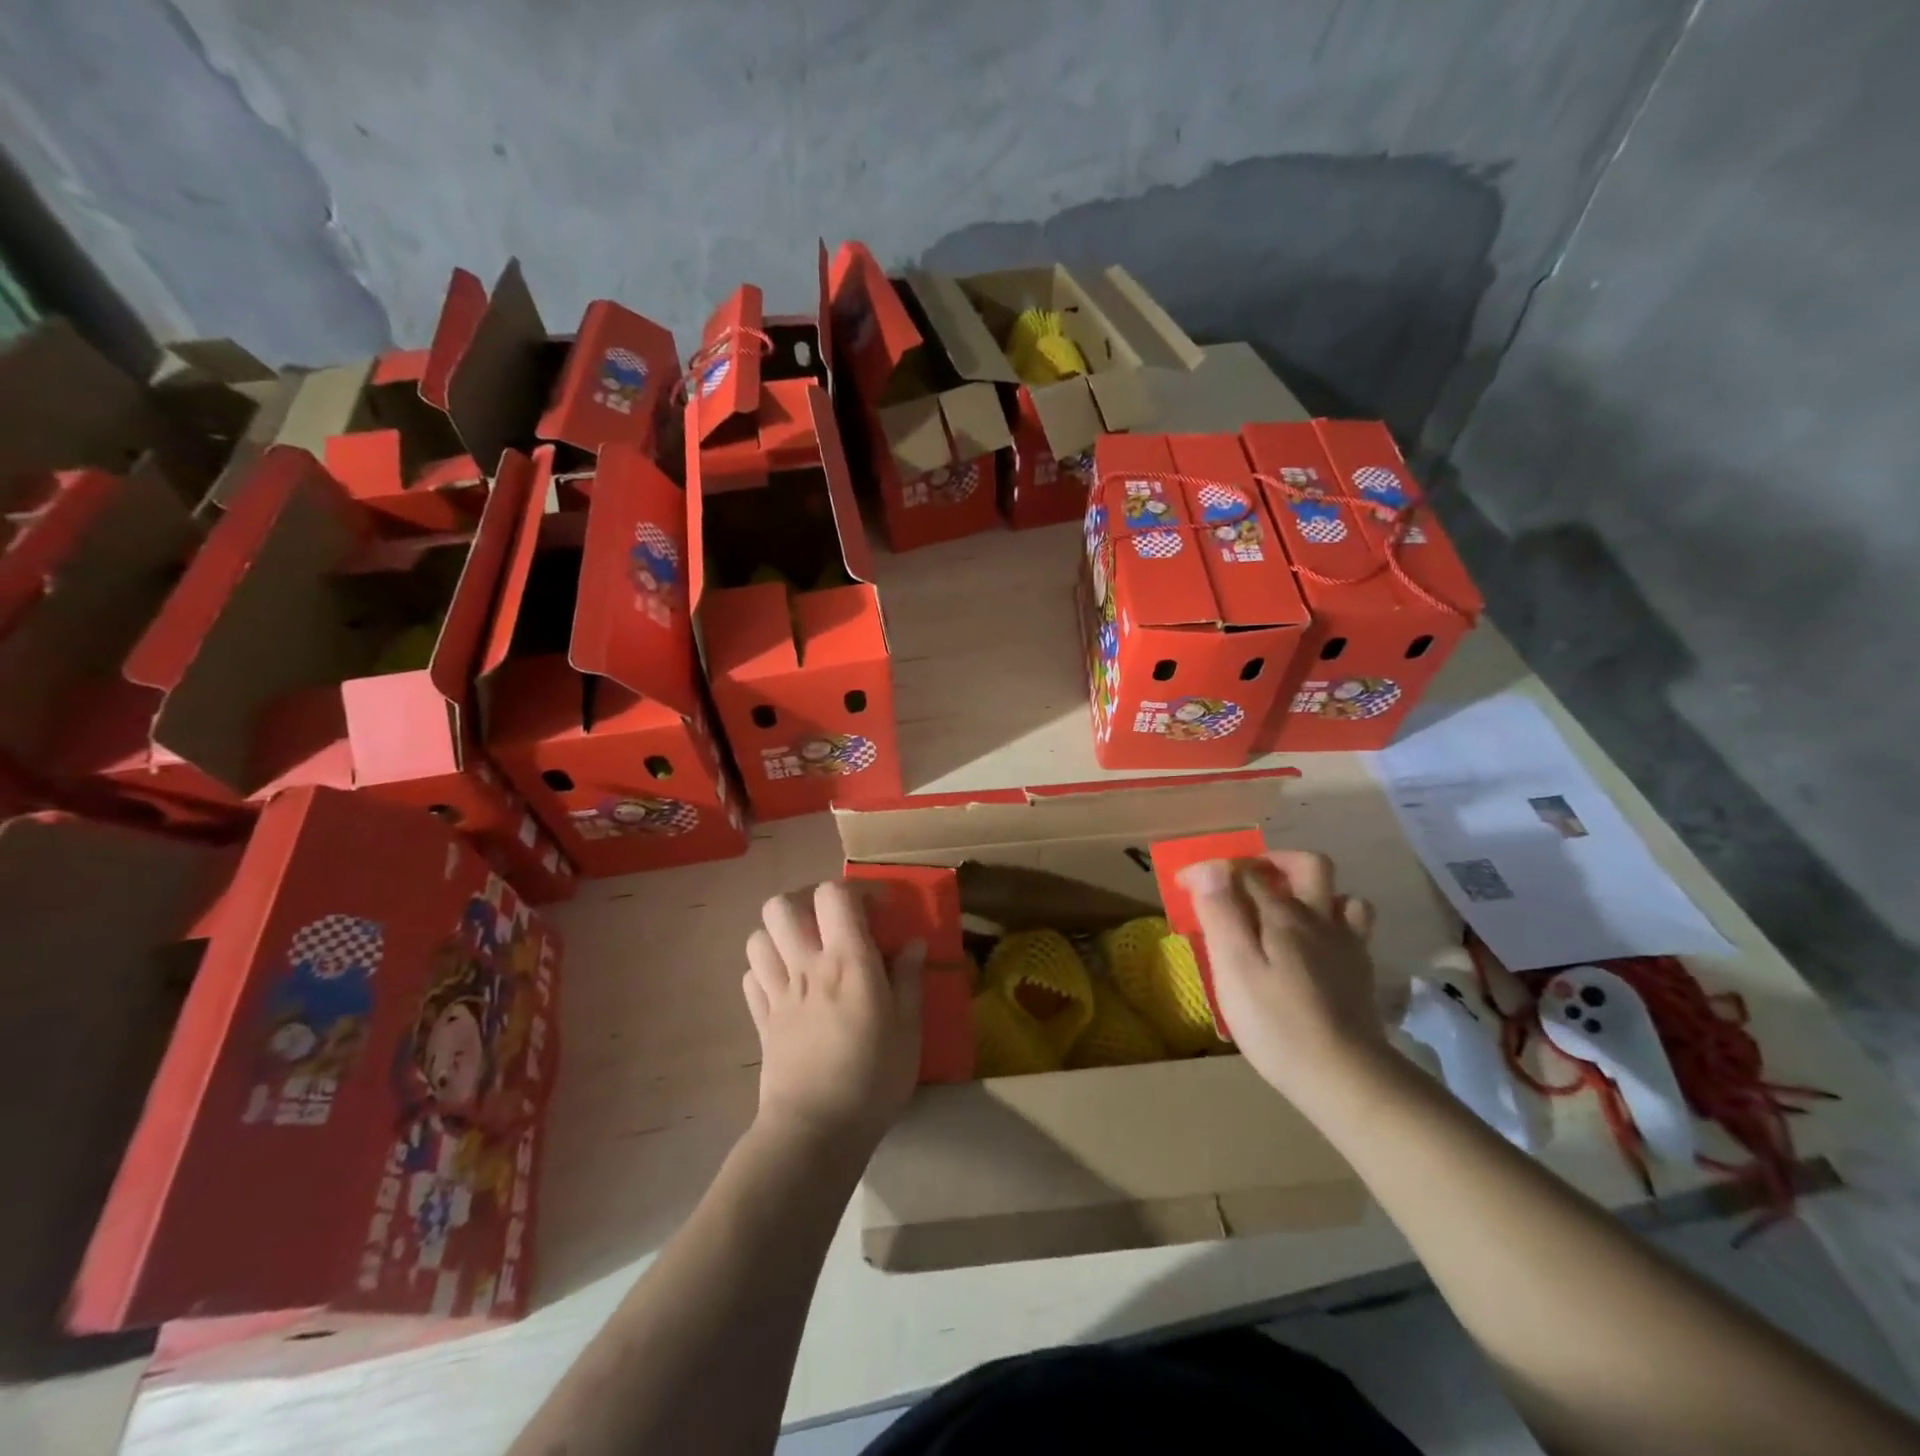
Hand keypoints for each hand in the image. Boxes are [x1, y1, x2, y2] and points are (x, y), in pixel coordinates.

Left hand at [743, 882, 924, 1156]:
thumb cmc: (872, 1079)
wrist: (815, 1132)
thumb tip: (913, 943)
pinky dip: (767, 969)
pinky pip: (751, 976)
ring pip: (759, 936)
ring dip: (781, 933)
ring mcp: (777, 992)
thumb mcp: (909, 1030)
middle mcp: (806, 966)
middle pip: (782, 905)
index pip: (834, 895)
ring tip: (808, 948)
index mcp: (847, 963)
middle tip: (835, 921)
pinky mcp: (761, 1020)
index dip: (857, 890)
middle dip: (807, 900)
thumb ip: (909, 980)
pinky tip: (789, 983)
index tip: (880, 909)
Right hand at [1178, 851, 1386, 1110]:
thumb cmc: (1276, 1023)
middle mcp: (1319, 919)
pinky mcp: (1360, 973)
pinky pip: (1353, 929)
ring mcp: (1347, 945)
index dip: (1211, 870)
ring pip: (1341, 895)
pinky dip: (1332, 922)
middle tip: (1245, 880)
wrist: (1346, 1077)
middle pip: (1307, 865)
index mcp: (1283, 915)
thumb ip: (1221, 913)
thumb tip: (1209, 867)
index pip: (1245, 871)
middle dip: (1274, 862)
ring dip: (1312, 891)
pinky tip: (1316, 945)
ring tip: (1285, 909)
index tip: (1185, 884)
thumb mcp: (1234, 968)